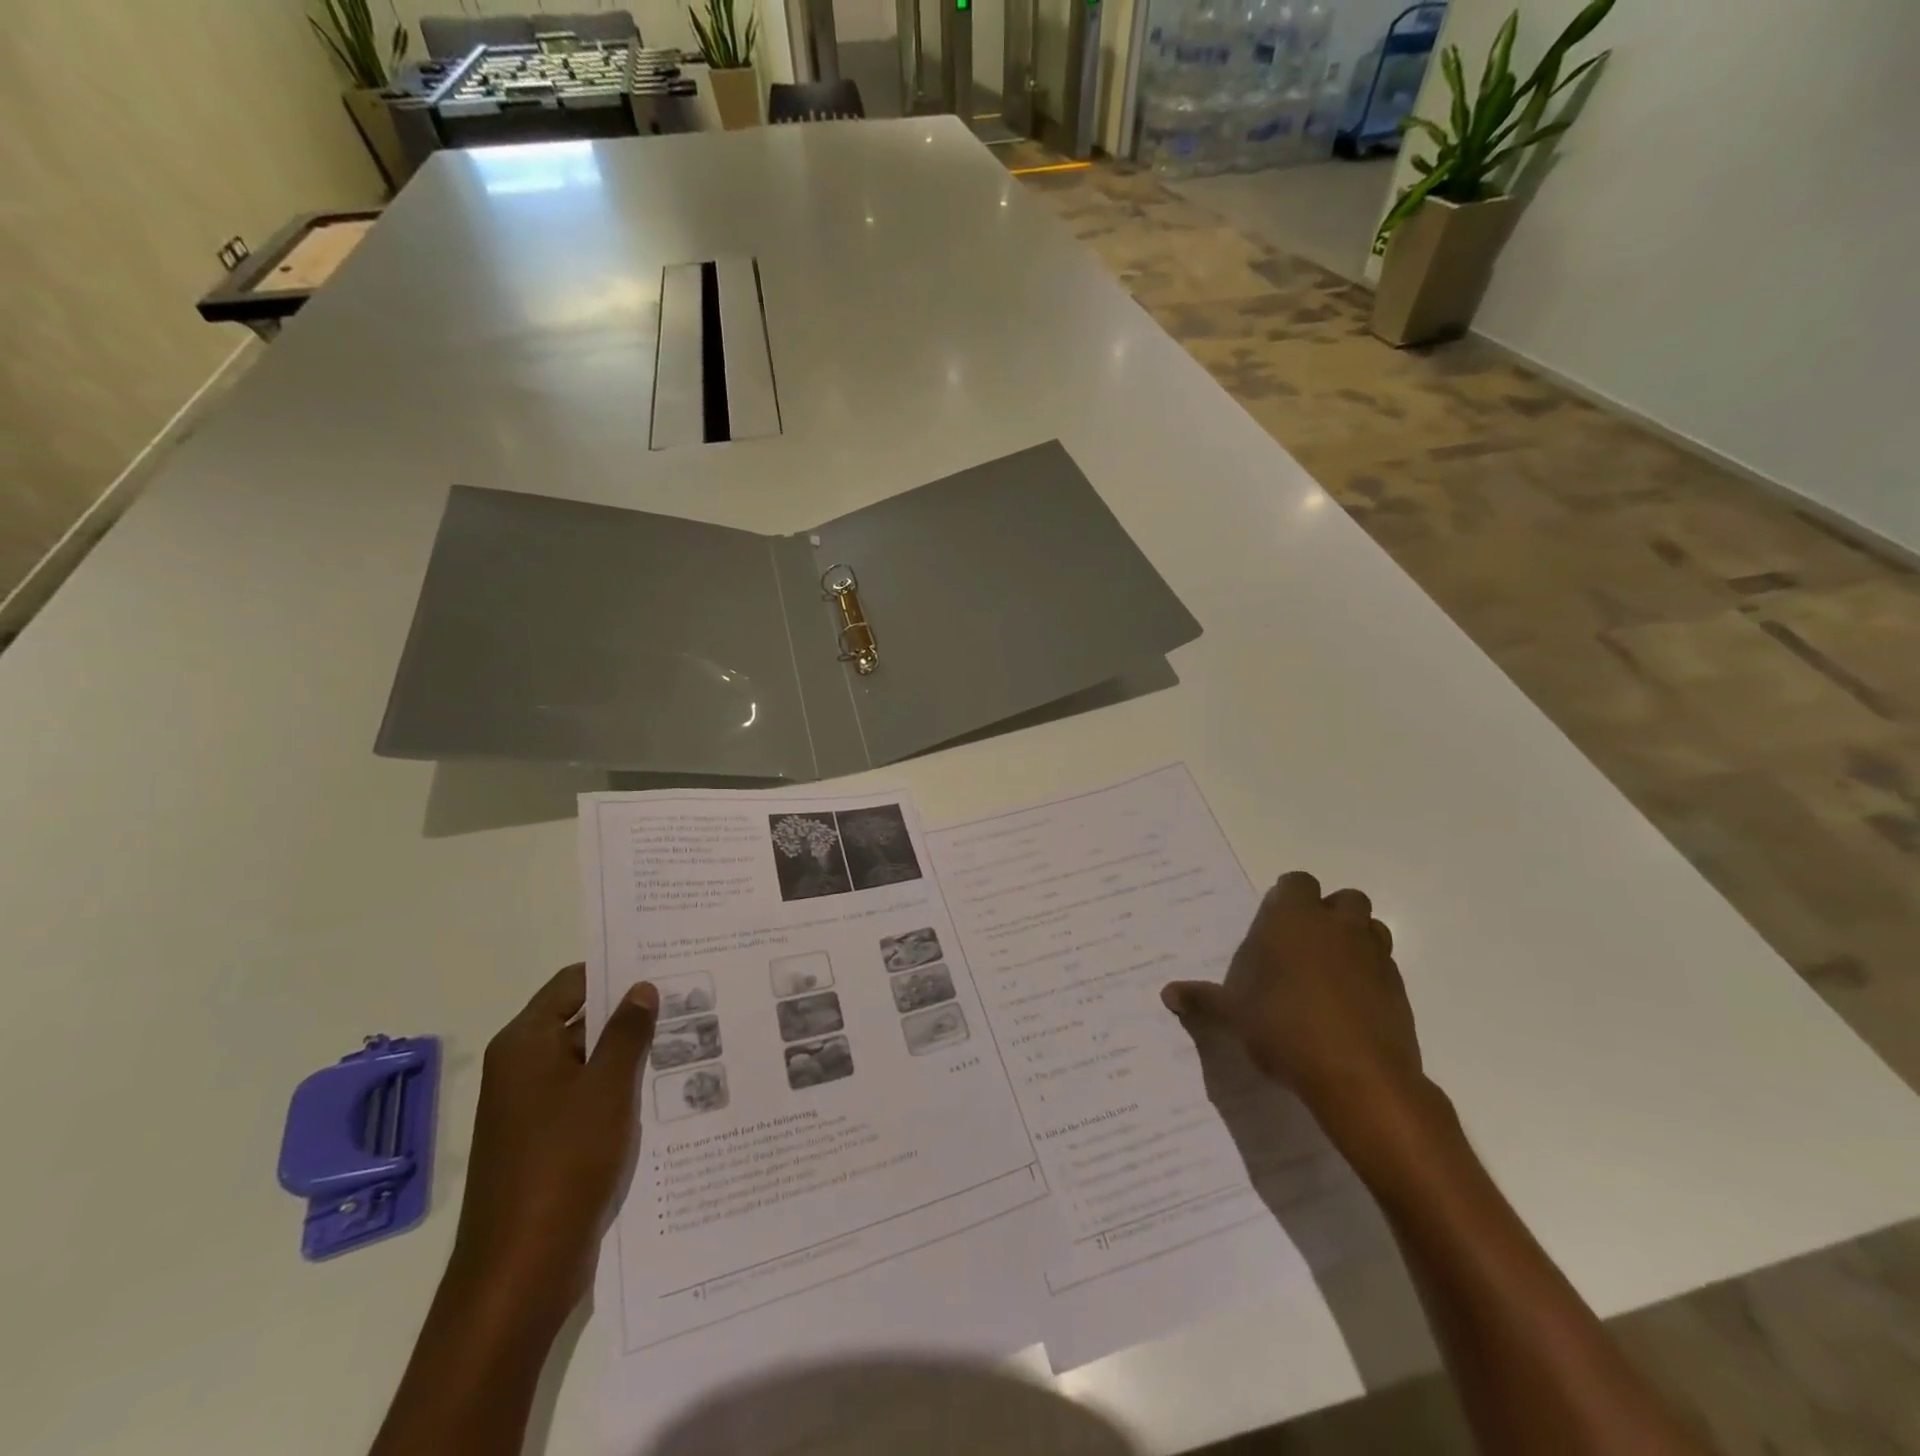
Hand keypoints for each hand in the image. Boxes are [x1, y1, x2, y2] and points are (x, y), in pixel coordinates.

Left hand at [446, 965, 658, 1331]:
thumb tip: (641, 987)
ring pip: (590, 1061)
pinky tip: (667, 1089)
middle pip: (581, 1020)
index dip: (616, 969)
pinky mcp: (548, 1142)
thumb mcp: (607, 1087)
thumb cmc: (563, 1162)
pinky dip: (621, 1089)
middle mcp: (523, 1068)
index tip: (665, 963)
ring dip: (631, 1053)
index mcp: (525, 1044)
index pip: (573, 983)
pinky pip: (589, 1098)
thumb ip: (627, 1032)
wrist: (521, 1270)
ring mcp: (534, 1108)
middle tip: (691, 999)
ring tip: (691, 1039)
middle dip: (631, 1012)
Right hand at [1162, 871, 1428, 1136]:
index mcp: (1295, 919)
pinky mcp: (1398, 991)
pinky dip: (1369, 976)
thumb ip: (1203, 1000)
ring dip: (1354, 940)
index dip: (1287, 897)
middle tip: (1302, 945)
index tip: (1273, 921)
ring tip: (1329, 971)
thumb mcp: (1234, 1015)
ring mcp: (1374, 957)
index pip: (1297, 883)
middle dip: (1328, 914)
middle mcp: (1338, 927)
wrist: (1359, 1077)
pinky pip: (1384, 968)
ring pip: (1371, 929)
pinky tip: (1348, 1006)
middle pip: (1344, 899)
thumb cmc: (1285, 1028)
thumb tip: (1167, 993)